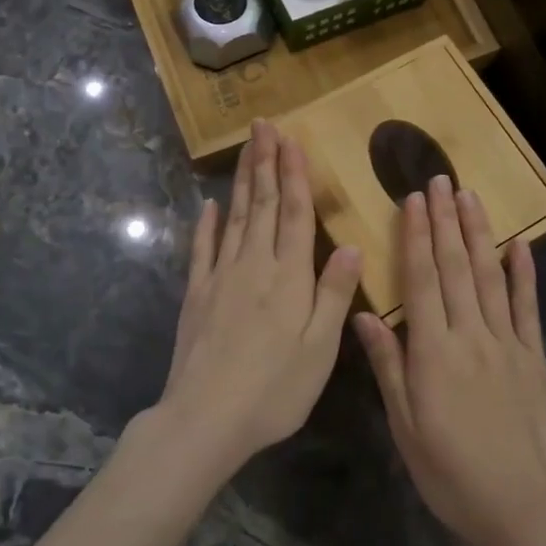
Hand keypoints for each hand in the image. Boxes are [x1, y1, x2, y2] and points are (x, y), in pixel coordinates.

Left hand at [155, 121, 361, 476]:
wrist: (205, 419)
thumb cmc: (274, 389)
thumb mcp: (319, 348)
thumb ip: (334, 293)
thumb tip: (349, 244)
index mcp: (289, 277)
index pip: (293, 213)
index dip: (293, 175)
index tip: (291, 140)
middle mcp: (254, 265)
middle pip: (261, 204)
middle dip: (265, 162)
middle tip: (263, 126)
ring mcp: (220, 277)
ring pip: (234, 217)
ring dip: (241, 181)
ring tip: (246, 149)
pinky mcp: (196, 295)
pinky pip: (202, 250)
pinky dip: (206, 224)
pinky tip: (207, 206)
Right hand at [354, 175, 545, 545]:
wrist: (517, 504)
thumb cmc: (448, 469)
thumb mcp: (404, 424)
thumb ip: (387, 365)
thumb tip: (364, 315)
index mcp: (433, 351)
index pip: (423, 281)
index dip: (417, 237)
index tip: (413, 200)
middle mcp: (470, 335)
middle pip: (456, 268)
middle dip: (446, 221)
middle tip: (440, 181)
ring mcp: (506, 342)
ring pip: (490, 277)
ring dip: (479, 234)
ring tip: (470, 197)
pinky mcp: (532, 356)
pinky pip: (527, 307)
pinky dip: (524, 274)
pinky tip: (520, 244)